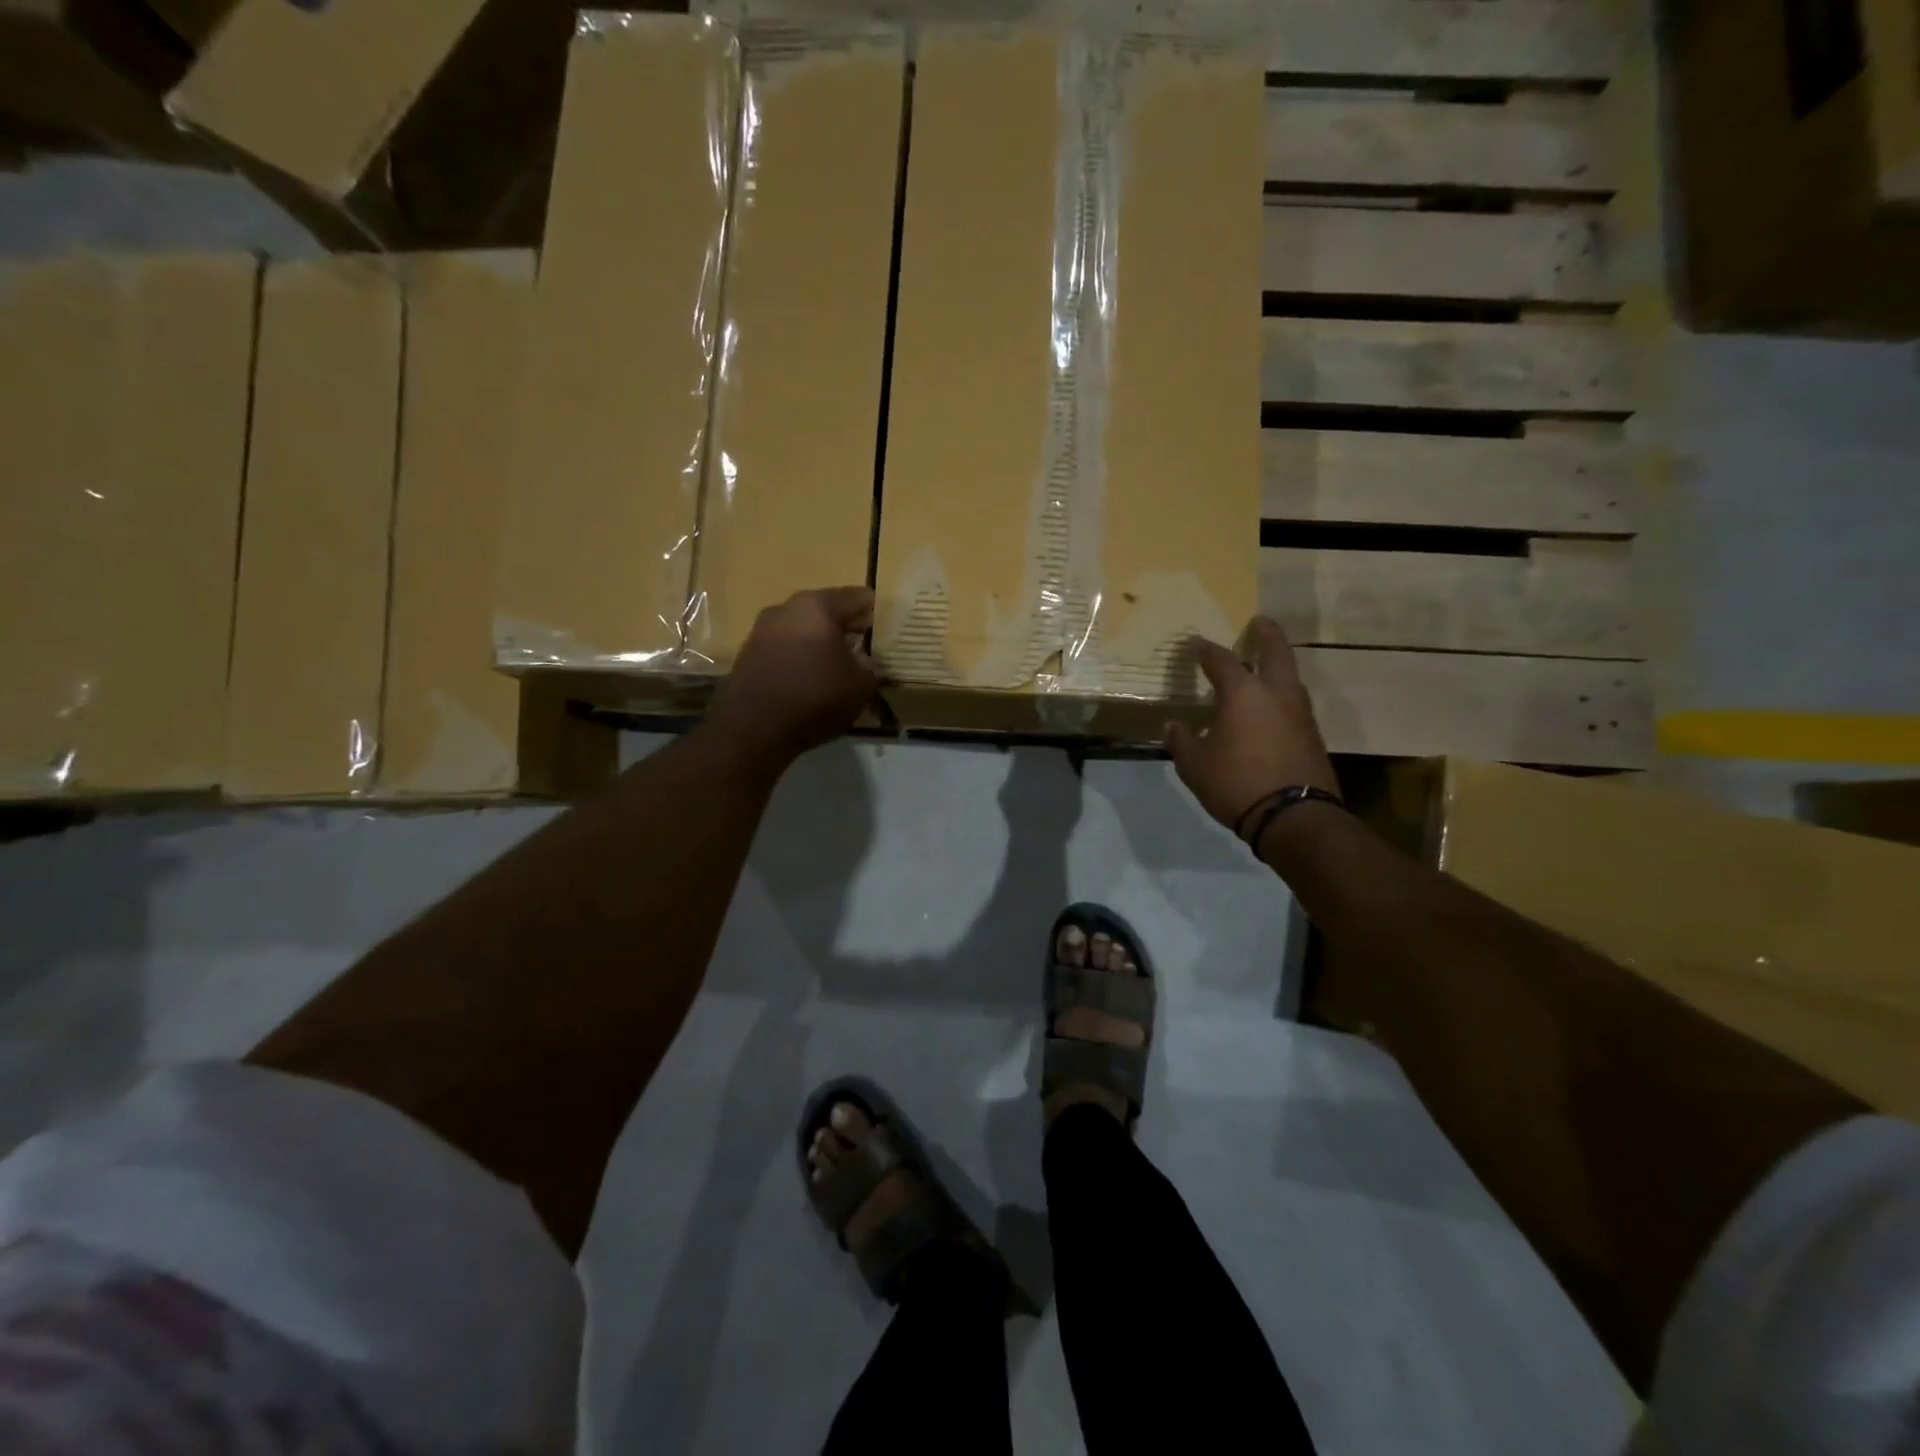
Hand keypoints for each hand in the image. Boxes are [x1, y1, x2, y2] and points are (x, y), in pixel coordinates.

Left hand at [708, 586, 877, 765]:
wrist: (753, 729)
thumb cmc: (815, 697)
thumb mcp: (861, 685)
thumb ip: (870, 665)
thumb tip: (864, 661)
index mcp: (818, 606)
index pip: (859, 598)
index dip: (877, 614)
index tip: (888, 634)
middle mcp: (786, 608)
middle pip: (827, 612)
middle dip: (847, 629)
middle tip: (865, 652)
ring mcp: (762, 630)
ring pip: (804, 630)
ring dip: (821, 644)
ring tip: (837, 670)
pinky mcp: (748, 654)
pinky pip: (785, 649)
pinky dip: (800, 659)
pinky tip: (810, 682)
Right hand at [1164, 617, 1337, 835]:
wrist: (1293, 816)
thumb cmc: (1236, 782)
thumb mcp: (1194, 765)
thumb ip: (1182, 742)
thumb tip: (1174, 727)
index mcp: (1243, 693)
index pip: (1221, 660)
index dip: (1206, 650)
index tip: (1196, 643)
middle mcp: (1276, 694)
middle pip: (1276, 652)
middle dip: (1267, 634)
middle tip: (1260, 622)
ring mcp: (1300, 713)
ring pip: (1290, 678)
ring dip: (1278, 666)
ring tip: (1264, 667)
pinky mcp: (1313, 735)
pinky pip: (1294, 704)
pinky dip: (1281, 697)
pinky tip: (1270, 710)